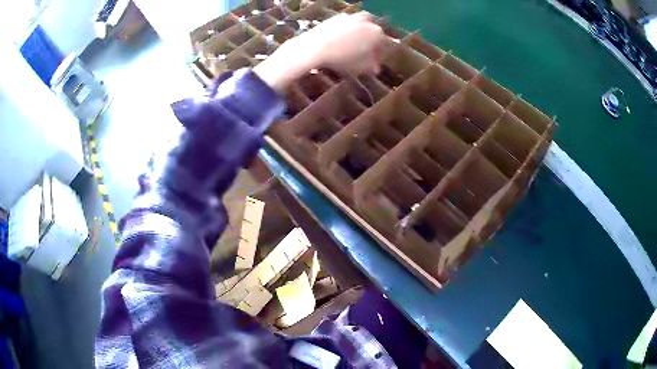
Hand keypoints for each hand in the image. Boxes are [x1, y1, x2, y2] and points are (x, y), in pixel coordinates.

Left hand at [296, 12, 390, 74]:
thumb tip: (375, 68)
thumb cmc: (343, 59)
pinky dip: (345, 32)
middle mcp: (366, 21)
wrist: (316, 47)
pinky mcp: (335, 17)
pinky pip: (345, 25)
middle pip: (373, 31)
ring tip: (353, 46)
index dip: (380, 56)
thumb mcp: (362, 68)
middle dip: (371, 41)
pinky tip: (339, 42)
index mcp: (377, 33)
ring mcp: (350, 17)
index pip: (384, 45)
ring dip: (359, 34)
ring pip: (360, 26)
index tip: (375, 64)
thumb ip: (372, 67)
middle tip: (366, 52)